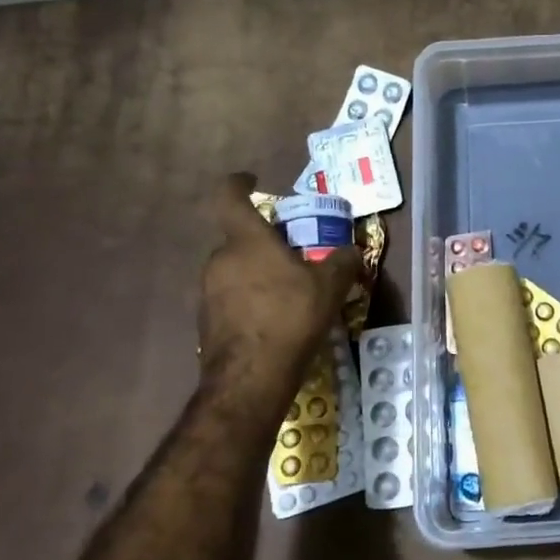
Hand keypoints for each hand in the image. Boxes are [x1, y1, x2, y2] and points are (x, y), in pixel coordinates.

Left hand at [198, 173, 357, 393]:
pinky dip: (251, 298)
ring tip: (290, 290)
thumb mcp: (329, 286)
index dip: (239, 183)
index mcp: (246, 241)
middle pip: (240, 237)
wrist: (250, 378)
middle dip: (265, 240)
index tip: (253, 181)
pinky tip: (275, 319)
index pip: (230, 197)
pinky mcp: (206, 320)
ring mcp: (208, 291)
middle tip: (294, 252)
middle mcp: (220, 259)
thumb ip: (342, 261)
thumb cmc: (290, 317)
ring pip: (236, 268)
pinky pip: (231, 296)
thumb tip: (353, 251)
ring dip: (258, 272)